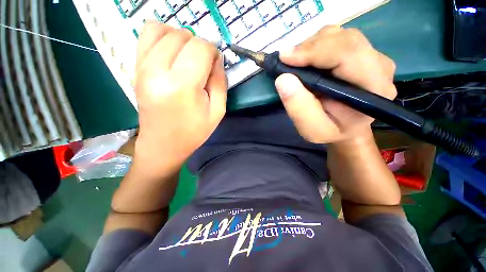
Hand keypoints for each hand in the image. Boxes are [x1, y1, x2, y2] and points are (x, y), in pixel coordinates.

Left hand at [133, 22, 226, 174]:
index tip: (215, 64)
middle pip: (183, 36)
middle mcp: (158, 71)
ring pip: (163, 29)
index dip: (213, 51)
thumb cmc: (193, 131)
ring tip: (188, 57)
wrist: (163, 144)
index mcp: (182, 86)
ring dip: (181, 38)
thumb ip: (220, 81)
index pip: (200, 48)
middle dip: (199, 46)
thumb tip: (217, 58)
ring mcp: (142, 67)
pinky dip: (162, 35)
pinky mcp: (135, 68)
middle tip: (203, 65)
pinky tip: (171, 52)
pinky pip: (146, 34)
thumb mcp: (217, 111)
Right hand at [275, 25, 396, 143]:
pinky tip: (307, 62)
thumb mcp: (312, 129)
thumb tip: (283, 79)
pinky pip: (337, 39)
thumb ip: (299, 108)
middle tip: (286, 62)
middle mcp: (380, 67)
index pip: (348, 54)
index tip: (284, 58)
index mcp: (374, 89)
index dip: (314, 51)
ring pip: (339, 35)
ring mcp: (373, 57)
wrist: (345, 129)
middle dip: (310, 47)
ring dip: (312, 46)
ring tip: (296, 64)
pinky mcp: (362, 54)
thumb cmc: (330, 132)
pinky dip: (316, 46)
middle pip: (345, 39)